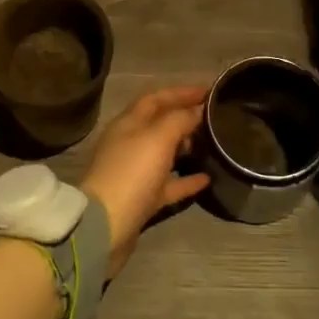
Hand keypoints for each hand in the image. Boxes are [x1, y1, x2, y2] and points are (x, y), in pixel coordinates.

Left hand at [81, 85, 211, 275]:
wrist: (105, 227)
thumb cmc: (131, 173)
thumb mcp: (158, 138)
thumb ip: (179, 120)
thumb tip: (197, 110)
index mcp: (129, 123)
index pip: (156, 98)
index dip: (181, 92)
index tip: (209, 90)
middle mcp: (130, 143)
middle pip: (159, 124)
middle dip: (184, 117)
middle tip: (213, 118)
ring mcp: (135, 173)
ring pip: (164, 154)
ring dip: (186, 147)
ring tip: (212, 145)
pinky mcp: (142, 199)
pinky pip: (168, 184)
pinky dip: (186, 180)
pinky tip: (207, 179)